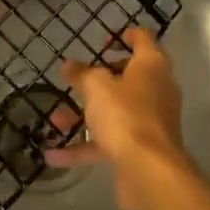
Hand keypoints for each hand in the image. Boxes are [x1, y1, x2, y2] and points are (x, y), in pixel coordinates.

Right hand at [44, 28, 195, 209]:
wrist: (150, 173)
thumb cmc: (125, 115)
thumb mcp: (96, 87)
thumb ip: (81, 74)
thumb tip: (69, 65)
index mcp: (151, 66)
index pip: (143, 39)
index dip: (124, 36)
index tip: (103, 41)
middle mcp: (156, 90)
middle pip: (128, 77)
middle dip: (99, 79)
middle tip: (77, 79)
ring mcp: (150, 122)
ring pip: (115, 111)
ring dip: (85, 115)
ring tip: (56, 120)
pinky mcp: (141, 150)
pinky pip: (109, 141)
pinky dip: (84, 146)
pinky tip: (54, 155)